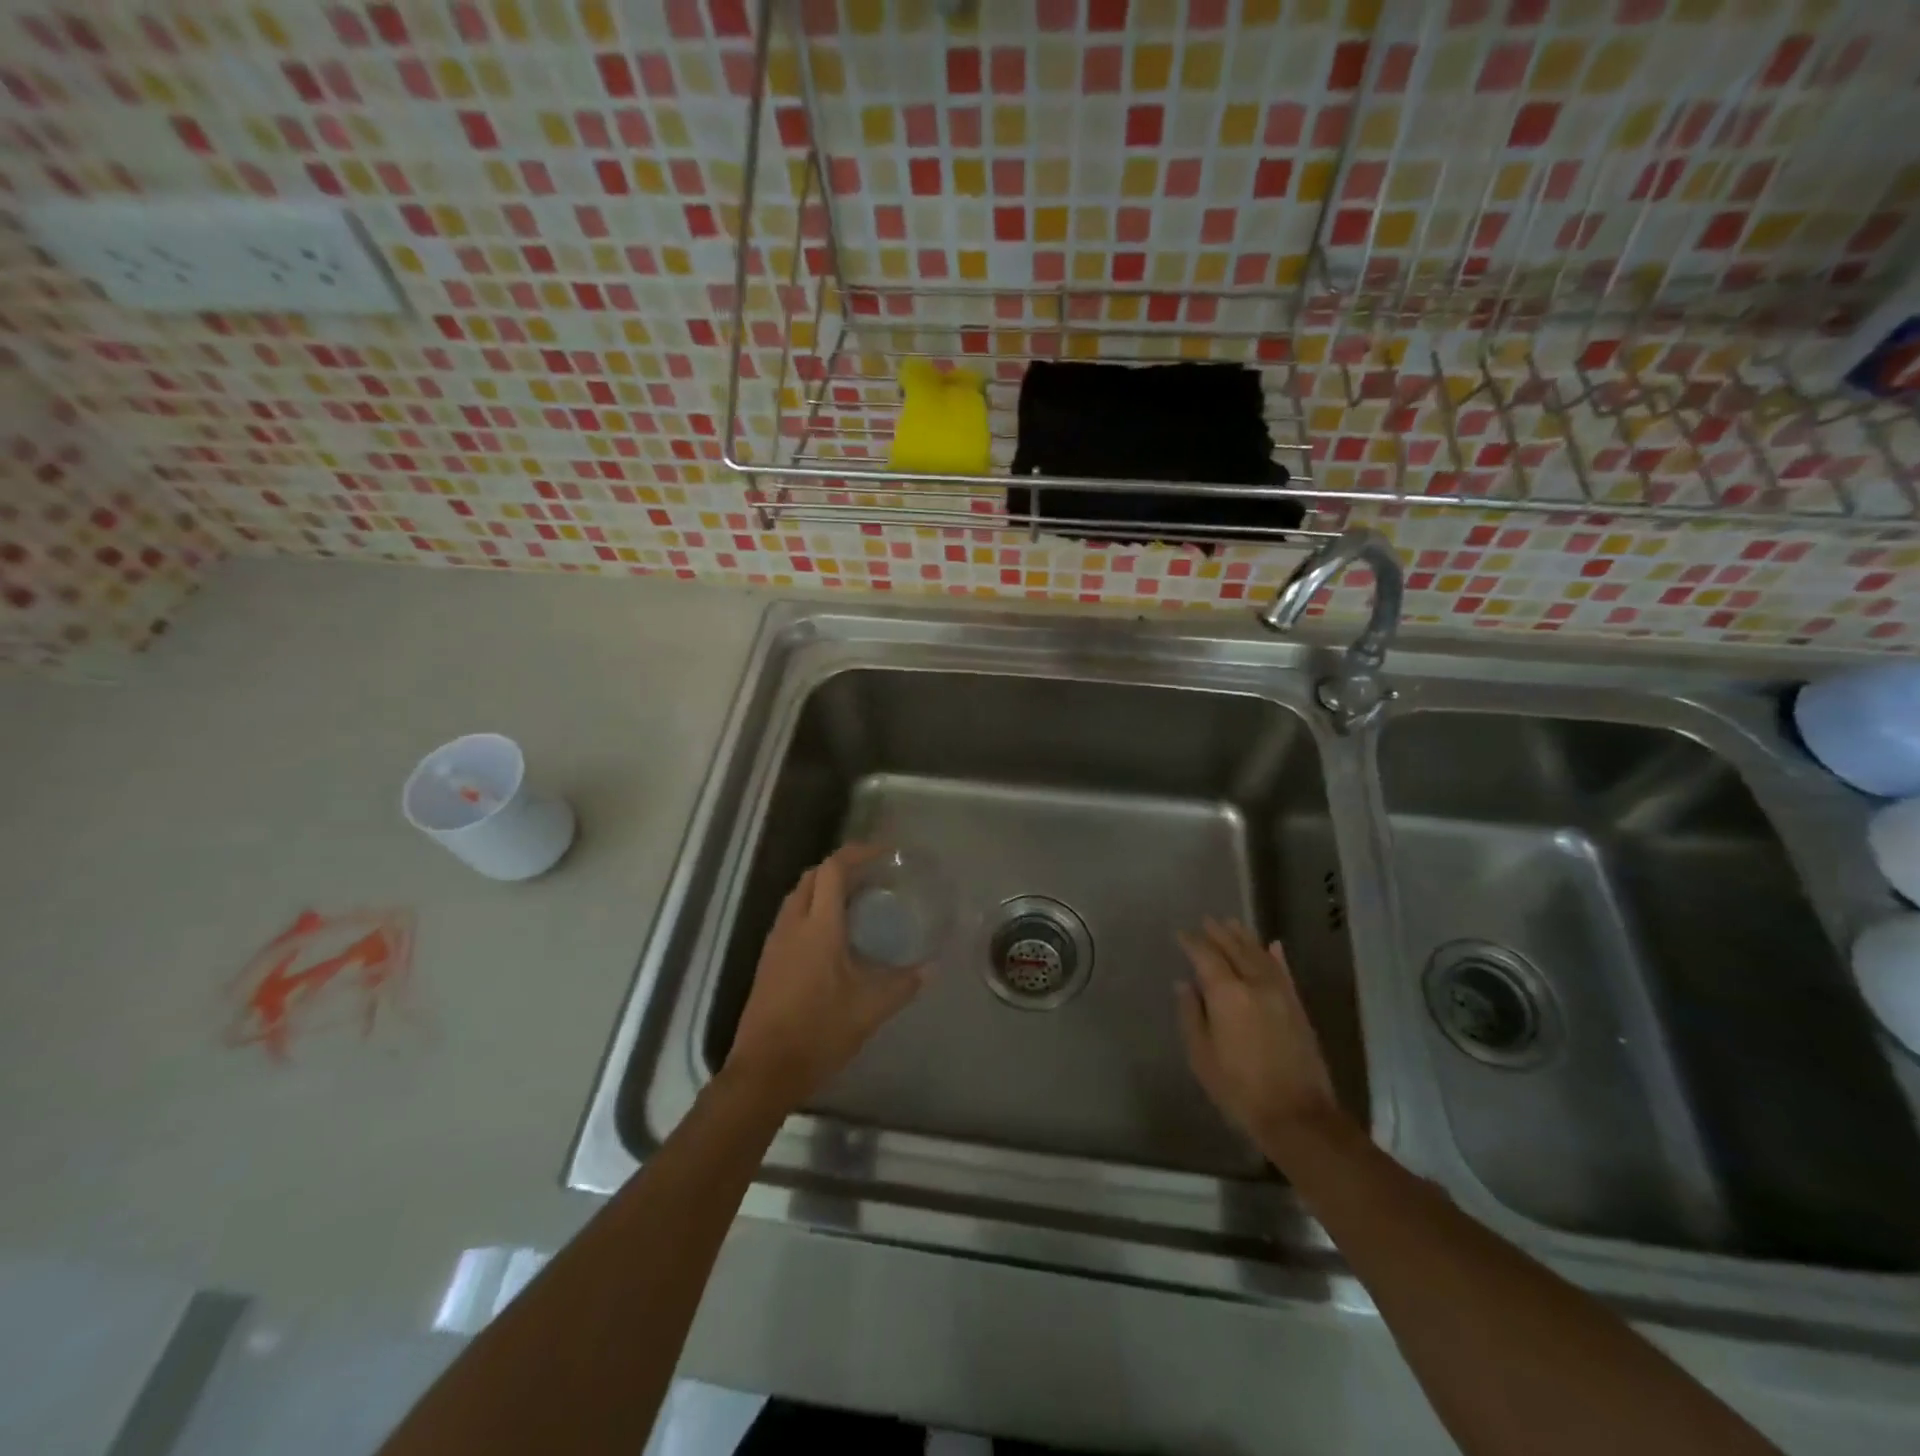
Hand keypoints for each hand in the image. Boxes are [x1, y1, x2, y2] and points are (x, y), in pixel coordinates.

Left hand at [725, 844, 926, 1112]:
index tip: (883, 854)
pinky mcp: (768, 961)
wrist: (765, 1069)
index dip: (858, 853)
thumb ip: (903, 984)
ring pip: (798, 896)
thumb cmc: (820, 1031)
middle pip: (812, 877)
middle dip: (841, 867)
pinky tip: (831, 936)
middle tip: (872, 876)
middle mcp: (793, 925)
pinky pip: (791, 918)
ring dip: (823, 888)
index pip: (833, 870)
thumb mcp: (870, 1008)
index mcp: (818, 927)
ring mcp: (775, 943)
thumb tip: (931, 968)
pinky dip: (811, 910)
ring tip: (855, 901)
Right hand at [1176, 917, 1340, 1159]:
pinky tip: (1273, 945)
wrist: (1297, 1115)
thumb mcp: (1202, 1055)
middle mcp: (1254, 984)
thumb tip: (1184, 984)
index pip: (1205, 956)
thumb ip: (1191, 1014)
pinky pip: (1284, 972)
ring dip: (1245, 937)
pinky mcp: (1298, 1007)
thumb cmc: (1239, 1088)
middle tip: (1207, 920)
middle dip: (1219, 933)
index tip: (1180, 934)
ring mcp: (1280, 994)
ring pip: (1260, 955)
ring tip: (1232, 923)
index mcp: (1227, 994)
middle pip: (1235, 949)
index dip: (1192, 943)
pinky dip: (1276, 956)